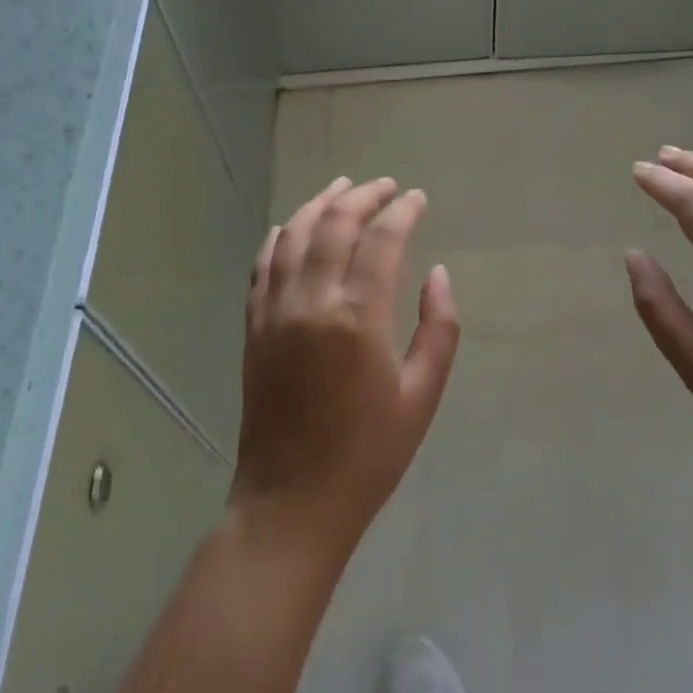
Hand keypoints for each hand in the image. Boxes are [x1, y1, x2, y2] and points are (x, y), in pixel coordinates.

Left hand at [231, 177, 460, 557]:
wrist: (290, 504)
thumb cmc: (367, 455)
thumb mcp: (421, 397)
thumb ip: (439, 329)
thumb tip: (438, 273)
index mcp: (357, 319)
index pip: (381, 240)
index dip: (402, 211)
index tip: (417, 198)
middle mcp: (311, 302)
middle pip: (335, 224)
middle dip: (364, 196)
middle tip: (387, 187)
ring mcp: (275, 311)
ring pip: (295, 234)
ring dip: (321, 203)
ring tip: (344, 187)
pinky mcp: (254, 325)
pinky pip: (263, 263)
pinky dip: (281, 235)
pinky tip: (295, 224)